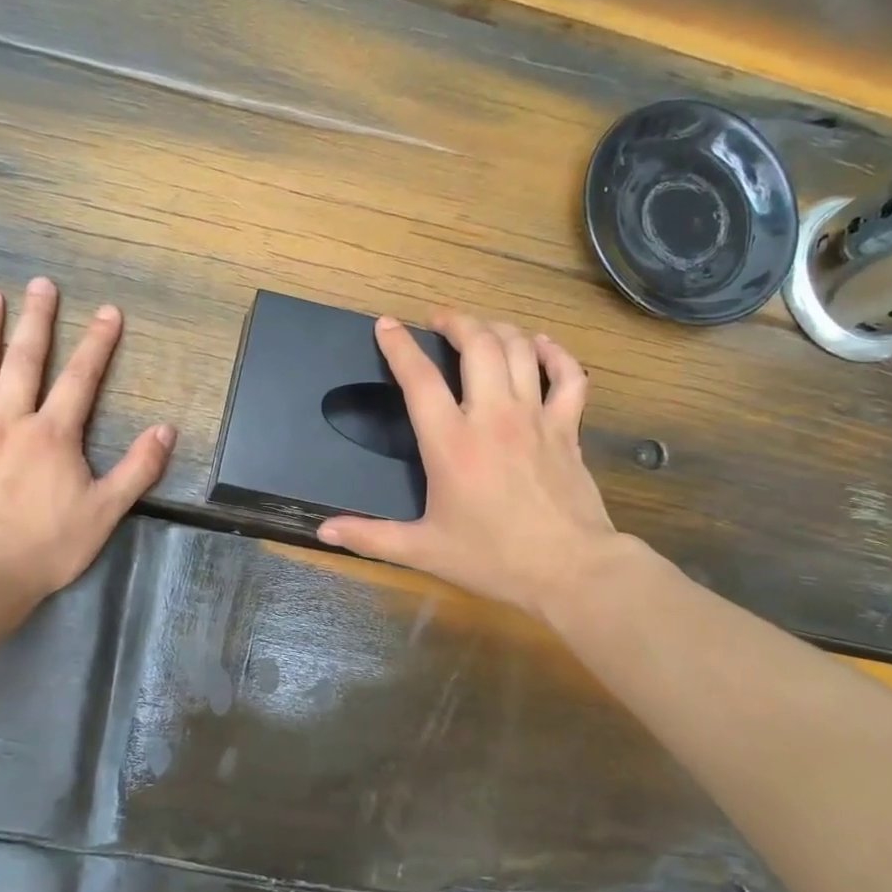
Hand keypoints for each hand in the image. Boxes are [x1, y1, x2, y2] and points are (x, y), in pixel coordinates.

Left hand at [0, 281, 173, 616]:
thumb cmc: (45, 547)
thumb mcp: (105, 512)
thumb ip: (138, 468)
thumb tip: (166, 429)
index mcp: (53, 435)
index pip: (81, 379)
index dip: (97, 343)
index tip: (108, 311)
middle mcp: (9, 420)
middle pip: (25, 361)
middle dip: (37, 320)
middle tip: (40, 284)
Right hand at [317, 311, 626, 620]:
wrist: (569, 570)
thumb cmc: (492, 559)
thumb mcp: (423, 550)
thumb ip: (370, 537)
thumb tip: (323, 531)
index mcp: (451, 443)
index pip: (419, 378)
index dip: (399, 346)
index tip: (387, 325)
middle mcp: (493, 416)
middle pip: (477, 344)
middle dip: (456, 322)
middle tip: (440, 321)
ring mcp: (535, 417)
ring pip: (519, 349)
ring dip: (497, 329)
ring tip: (481, 329)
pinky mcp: (567, 428)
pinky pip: (568, 376)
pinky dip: (555, 354)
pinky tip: (540, 345)